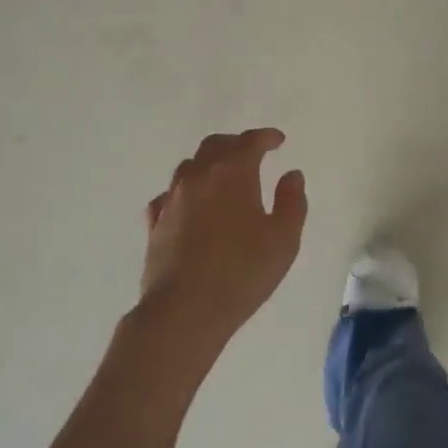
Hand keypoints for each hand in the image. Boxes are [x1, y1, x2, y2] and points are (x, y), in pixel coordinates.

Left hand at [137, 129, 306, 358]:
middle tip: (251, 153)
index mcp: (232, 173)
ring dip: (208, 164)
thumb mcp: (283, 240)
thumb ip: (292, 202)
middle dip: (235, 144)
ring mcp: (172, 198)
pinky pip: (169, 195)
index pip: (250, 142)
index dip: (266, 137)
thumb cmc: (241, 273)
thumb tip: (291, 175)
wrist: (184, 310)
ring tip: (221, 177)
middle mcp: (198, 176)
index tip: (278, 140)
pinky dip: (183, 192)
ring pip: (189, 166)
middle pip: (215, 145)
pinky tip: (188, 205)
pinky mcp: (155, 223)